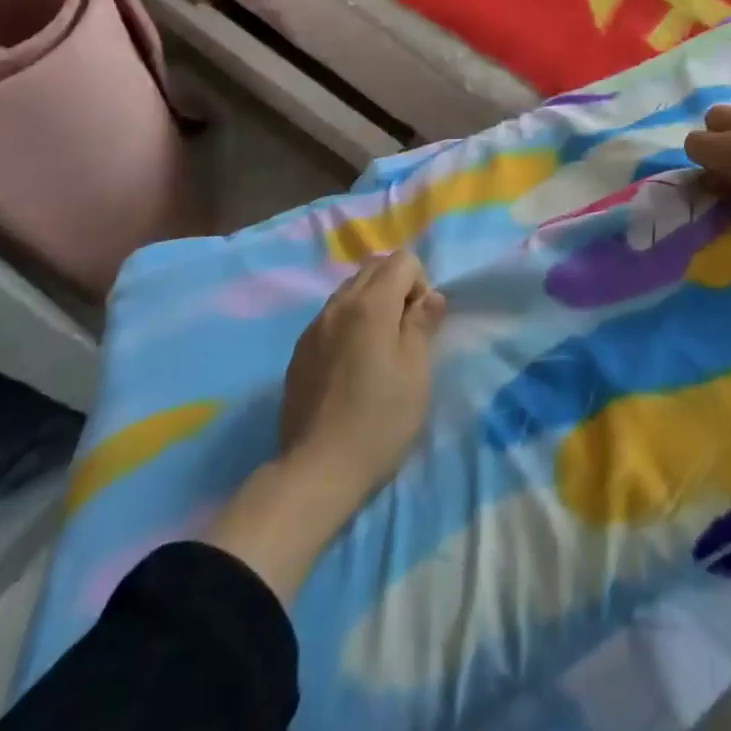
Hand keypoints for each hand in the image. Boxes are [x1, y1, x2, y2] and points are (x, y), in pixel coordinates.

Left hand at [204, 251, 444, 606]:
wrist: (317, 469)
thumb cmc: (379, 419)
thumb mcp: (416, 372)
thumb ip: (423, 324)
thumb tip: (431, 296)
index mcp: (371, 304)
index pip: (402, 260)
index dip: (421, 283)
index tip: (421, 323)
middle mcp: (339, 304)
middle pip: (373, 267)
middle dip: (396, 285)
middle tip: (404, 330)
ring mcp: (314, 326)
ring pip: (349, 290)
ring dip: (371, 302)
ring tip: (378, 347)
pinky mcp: (300, 351)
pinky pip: (331, 316)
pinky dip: (349, 321)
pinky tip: (352, 364)